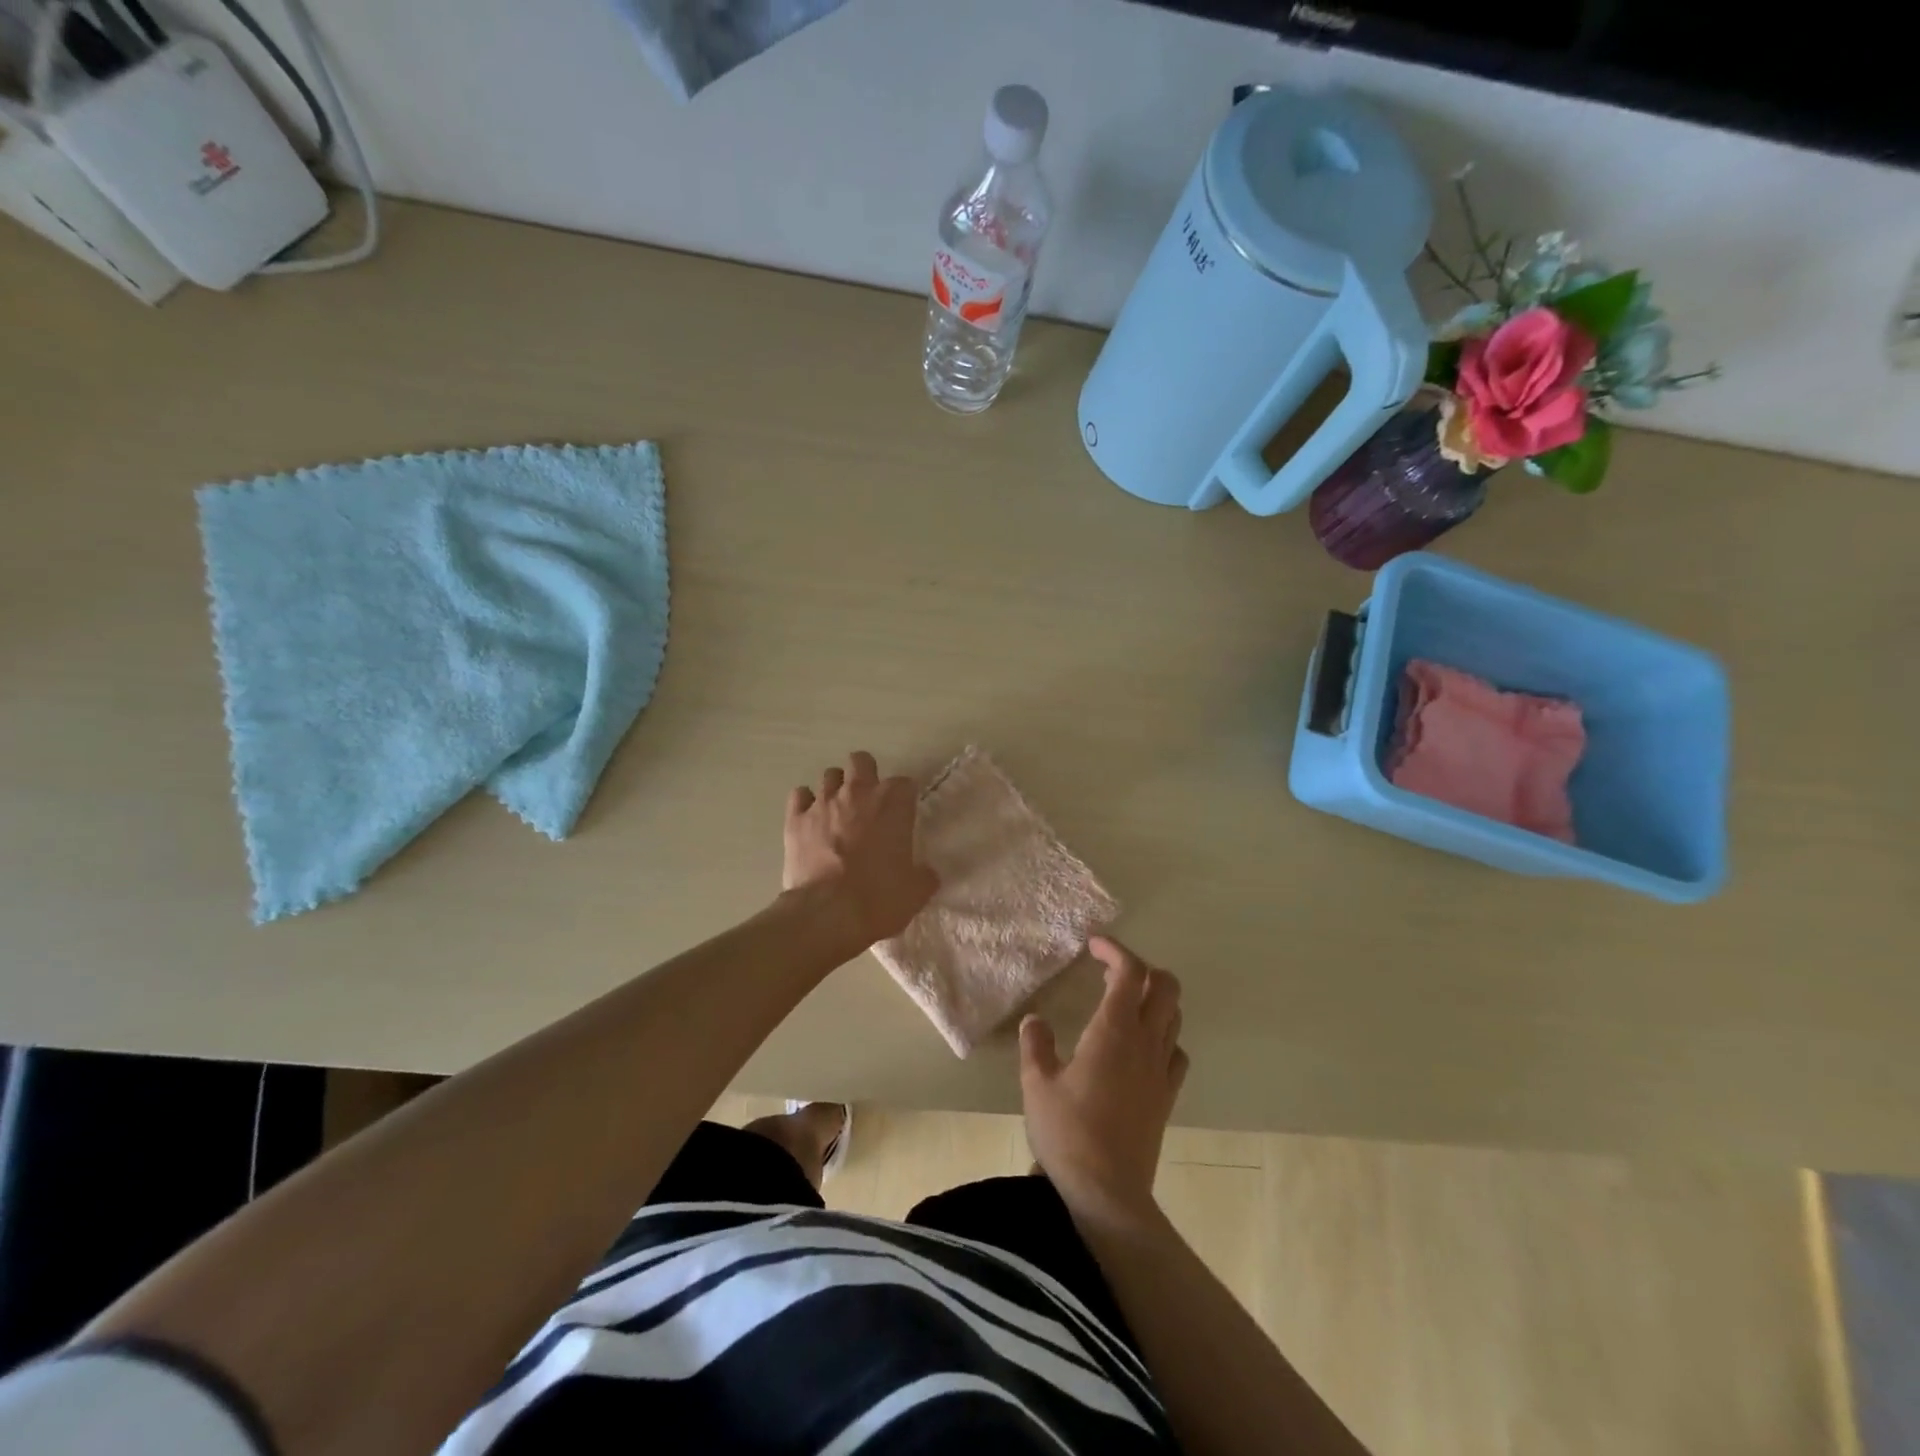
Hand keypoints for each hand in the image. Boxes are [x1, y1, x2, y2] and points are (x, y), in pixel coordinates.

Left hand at [784, 751, 938, 950]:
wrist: (828, 914)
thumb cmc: (879, 899)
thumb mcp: (915, 892)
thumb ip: (923, 875)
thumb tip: (926, 872)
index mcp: (892, 805)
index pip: (904, 783)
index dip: (903, 798)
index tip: (902, 815)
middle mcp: (857, 793)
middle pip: (862, 761)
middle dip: (866, 775)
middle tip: (868, 802)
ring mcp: (823, 803)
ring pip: (829, 775)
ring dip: (835, 789)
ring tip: (838, 811)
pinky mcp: (796, 819)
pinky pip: (799, 796)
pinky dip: (805, 803)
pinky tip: (810, 819)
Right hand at [1020, 936, 1188, 1228]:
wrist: (1109, 1193)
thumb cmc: (1068, 1133)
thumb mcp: (1036, 1084)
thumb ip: (1035, 1044)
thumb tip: (1035, 1020)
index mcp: (1114, 1030)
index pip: (1129, 971)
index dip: (1115, 950)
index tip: (1093, 945)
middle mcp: (1145, 1042)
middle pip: (1166, 986)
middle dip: (1143, 968)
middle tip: (1110, 973)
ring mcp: (1161, 1070)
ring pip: (1174, 1016)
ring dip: (1154, 999)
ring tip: (1122, 1005)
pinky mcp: (1167, 1096)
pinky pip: (1176, 1051)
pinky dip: (1164, 1036)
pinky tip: (1141, 1048)